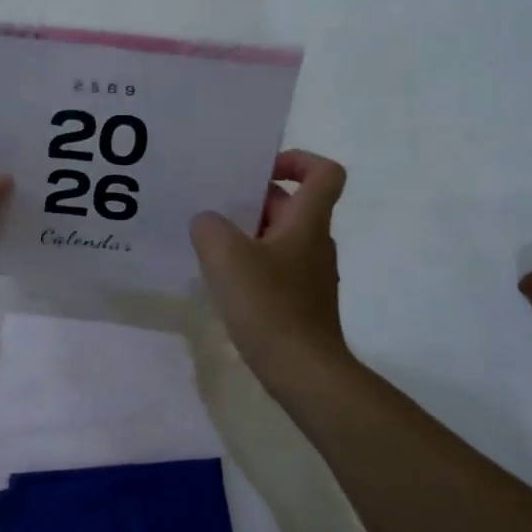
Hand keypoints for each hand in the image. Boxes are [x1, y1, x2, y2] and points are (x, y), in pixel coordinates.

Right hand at [191, 150, 354, 388]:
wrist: (303, 371)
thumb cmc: (269, 305)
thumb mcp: (226, 256)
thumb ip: (209, 227)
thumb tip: (207, 222)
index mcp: (308, 222)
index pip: (324, 173)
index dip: (297, 160)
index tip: (260, 170)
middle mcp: (315, 242)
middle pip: (291, 204)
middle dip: (253, 201)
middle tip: (213, 207)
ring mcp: (310, 274)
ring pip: (279, 238)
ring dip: (247, 235)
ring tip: (209, 245)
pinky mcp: (301, 302)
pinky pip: (275, 268)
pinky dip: (251, 266)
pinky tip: (223, 283)